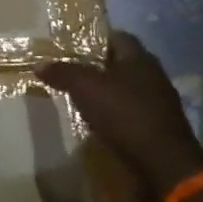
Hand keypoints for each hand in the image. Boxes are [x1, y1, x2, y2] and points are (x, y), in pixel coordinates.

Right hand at [39, 31, 202, 201]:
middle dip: (99, 69)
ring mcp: (161, 104)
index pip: (118, 37)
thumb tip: (39, 63)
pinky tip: (102, 126)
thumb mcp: (86, 88)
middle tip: (73, 76)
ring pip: (129, 91)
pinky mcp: (161, 129)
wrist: (163, 164)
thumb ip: (63, 72)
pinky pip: (134, 115)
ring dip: (109, 96)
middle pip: (123, 65)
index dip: (95, 40)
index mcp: (140, 58)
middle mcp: (154, 76)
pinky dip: (118, 118)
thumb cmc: (125, 114)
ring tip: (83, 102)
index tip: (73, 49)